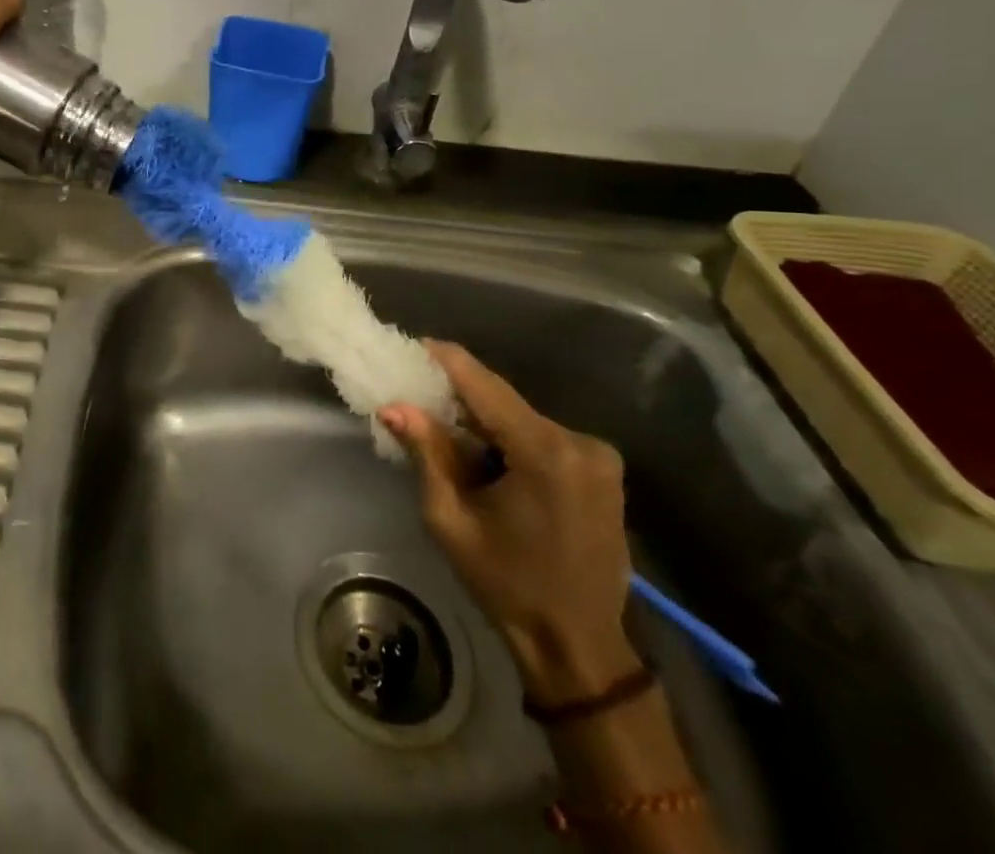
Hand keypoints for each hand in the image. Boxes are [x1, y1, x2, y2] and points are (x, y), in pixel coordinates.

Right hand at [380, 340, 638, 703]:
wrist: (581, 647)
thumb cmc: (508, 586)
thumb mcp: (451, 520)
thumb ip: (426, 454)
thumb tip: (393, 406)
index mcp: (544, 452)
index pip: (484, 384)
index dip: (444, 360)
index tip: (410, 347)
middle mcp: (578, 441)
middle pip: (502, 400)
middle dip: (459, 399)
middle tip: (417, 401)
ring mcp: (597, 454)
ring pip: (520, 417)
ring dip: (483, 422)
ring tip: (447, 437)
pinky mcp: (602, 468)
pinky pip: (541, 435)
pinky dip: (508, 439)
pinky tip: (487, 460)